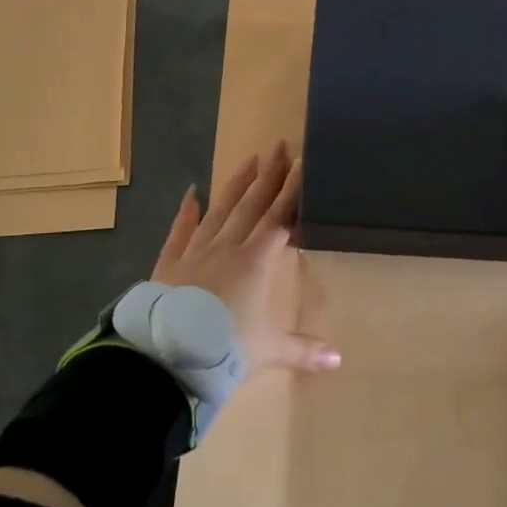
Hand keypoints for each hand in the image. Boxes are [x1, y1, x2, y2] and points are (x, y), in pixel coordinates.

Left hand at [152, 141, 340, 376]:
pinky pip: (179, 232)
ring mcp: (196, 253)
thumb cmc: (225, 348)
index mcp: (256, 262)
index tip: (301, 164)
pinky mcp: (169, 264)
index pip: (280, 219)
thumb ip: (303, 350)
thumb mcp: (270, 351)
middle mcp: (228, 248)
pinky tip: (191, 194)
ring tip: (248, 160)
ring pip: (220, 211)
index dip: (293, 192)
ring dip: (235, 186)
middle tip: (278, 146)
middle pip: (252, 206)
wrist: (167, 356)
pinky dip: (185, 213)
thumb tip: (338, 360)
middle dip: (268, 176)